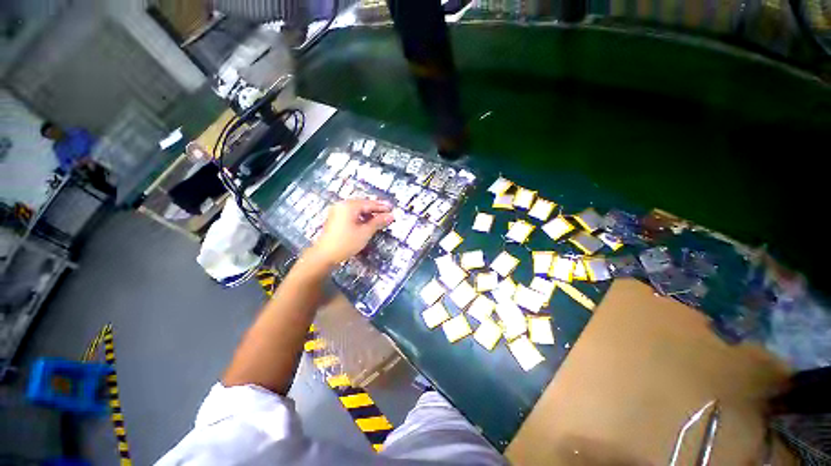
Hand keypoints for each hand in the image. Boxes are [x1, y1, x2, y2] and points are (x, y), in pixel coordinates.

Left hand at [304, 199, 393, 269]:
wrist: (324, 255)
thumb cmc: (346, 243)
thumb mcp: (365, 232)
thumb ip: (378, 222)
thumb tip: (391, 216)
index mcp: (349, 206)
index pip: (369, 203)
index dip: (382, 207)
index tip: (392, 209)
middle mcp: (342, 205)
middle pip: (363, 204)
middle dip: (376, 208)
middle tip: (388, 212)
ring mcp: (337, 211)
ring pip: (357, 209)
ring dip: (369, 213)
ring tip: (380, 218)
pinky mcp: (335, 219)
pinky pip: (351, 214)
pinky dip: (361, 217)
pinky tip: (367, 222)